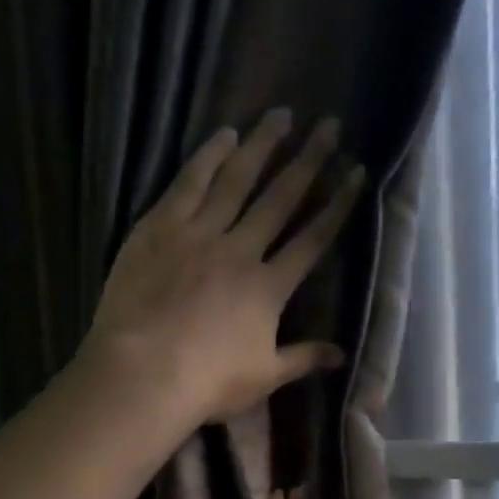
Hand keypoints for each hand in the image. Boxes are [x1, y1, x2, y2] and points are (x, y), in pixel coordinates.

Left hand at [83, 110, 365, 424]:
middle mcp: (240, 250)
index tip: (355, 174)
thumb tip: (342, 356)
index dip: (336, 206)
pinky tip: (224, 135)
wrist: (143, 372)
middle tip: (328, 125)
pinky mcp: (158, 228)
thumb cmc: (207, 382)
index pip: (312, 239)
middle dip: (308, 161)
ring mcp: (198, 234)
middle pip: (279, 199)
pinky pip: (188, 184)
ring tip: (280, 116)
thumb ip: (303, 359)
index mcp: (268, 287)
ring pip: (236, 180)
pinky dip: (207, 157)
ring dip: (261, 147)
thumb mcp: (264, 378)